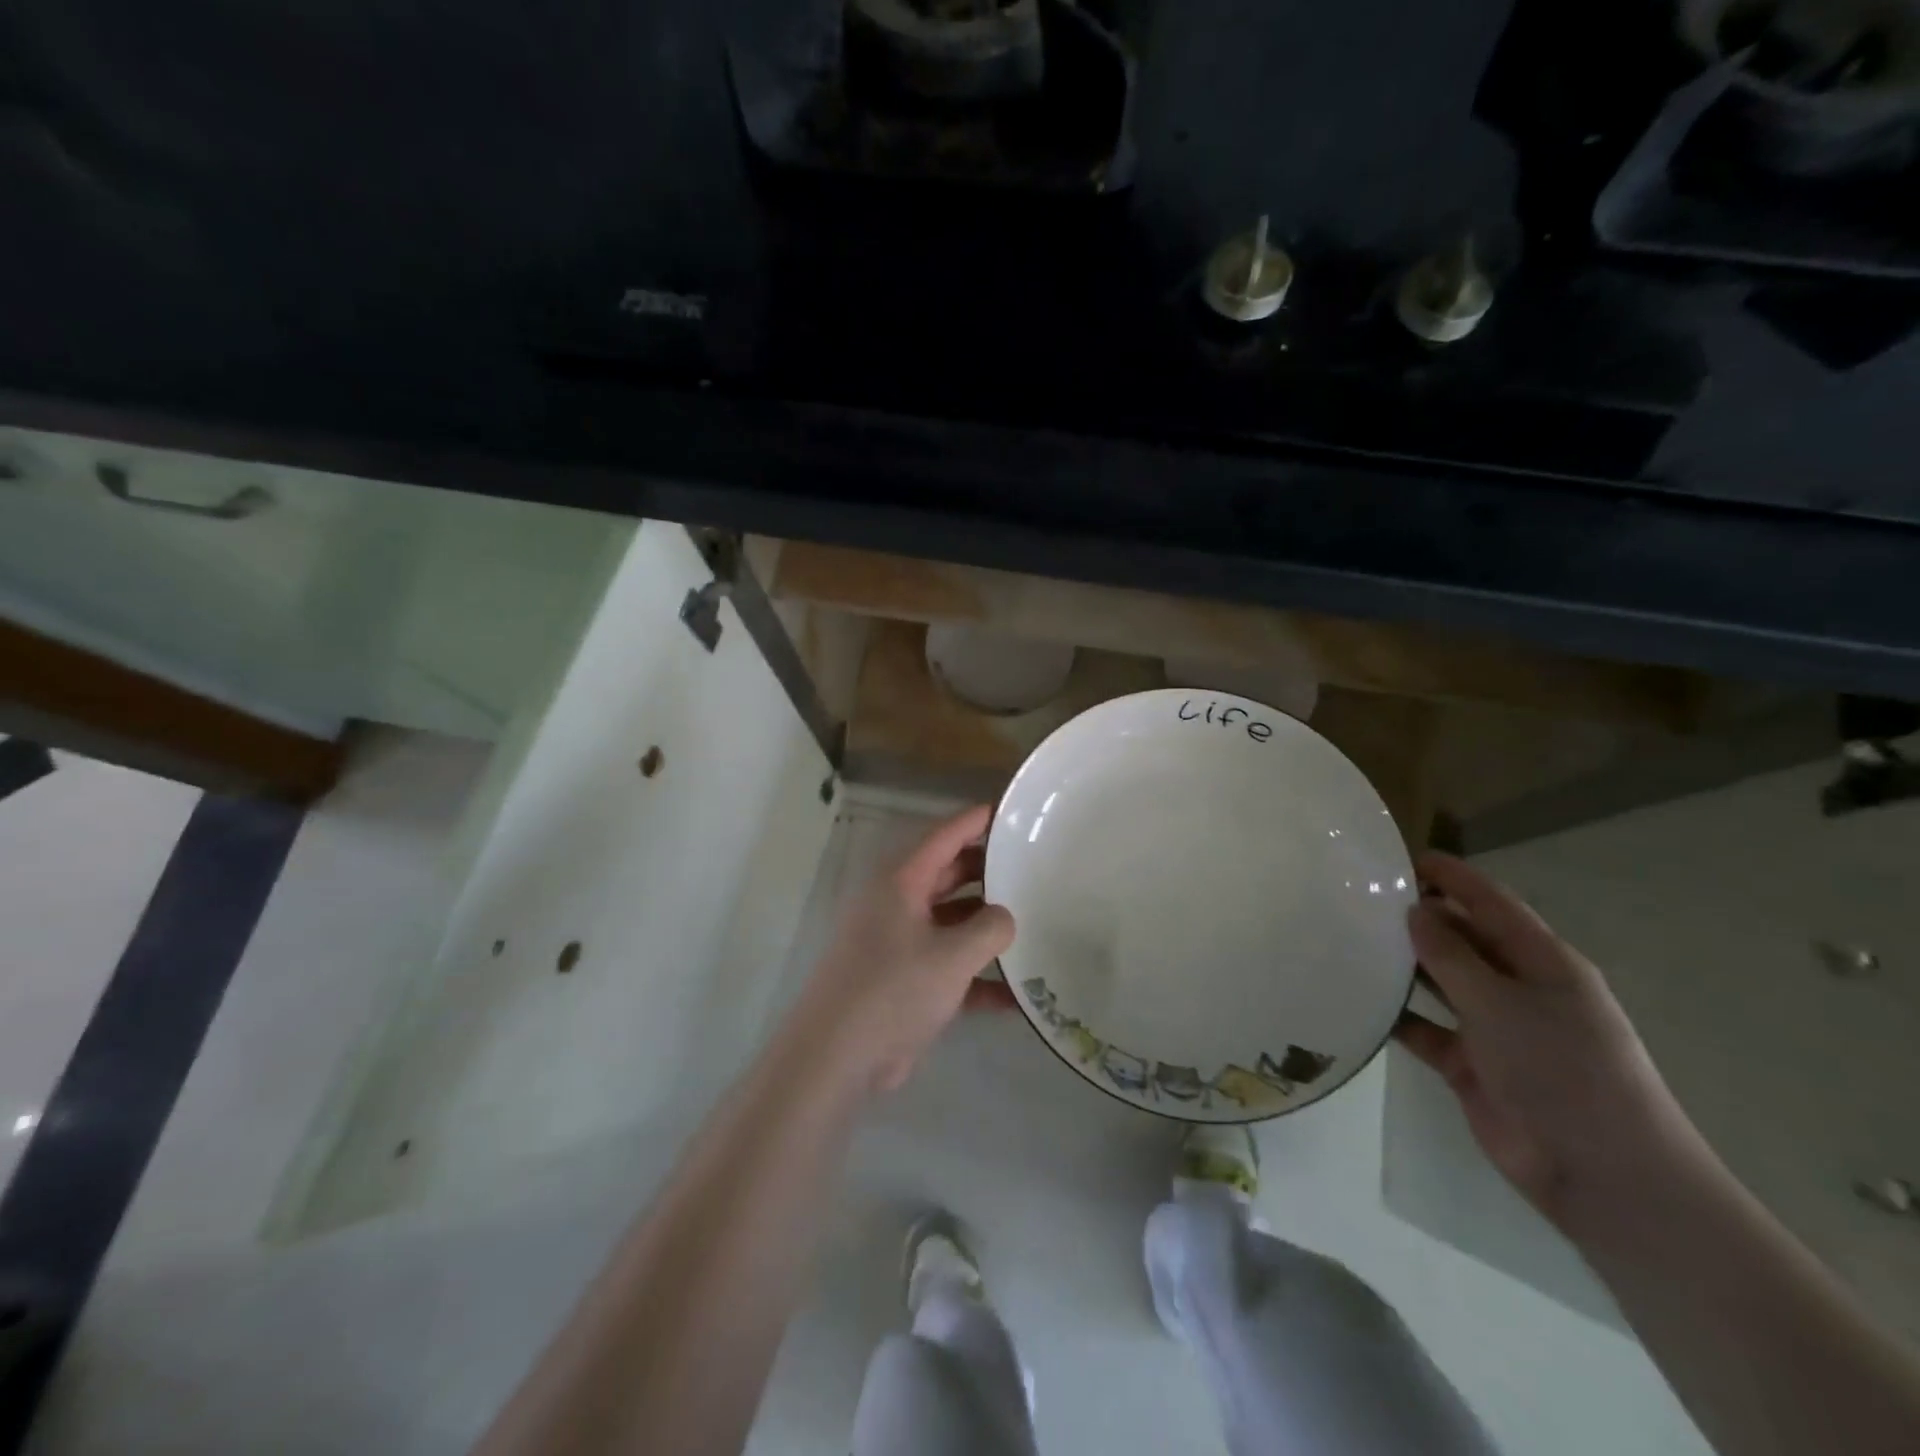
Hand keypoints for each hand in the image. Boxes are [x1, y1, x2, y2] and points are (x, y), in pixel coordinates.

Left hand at [781, 805, 1016, 1098]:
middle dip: (988, 872)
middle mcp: (897, 904)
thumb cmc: (893, 990)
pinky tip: (1017, 996)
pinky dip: (978, 977)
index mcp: (900, 882)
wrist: (836, 1057)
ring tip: (1034, 923)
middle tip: (1031, 868)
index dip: (976, 821)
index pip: (944, 836)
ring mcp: (898, 943)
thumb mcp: (952, 956)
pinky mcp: (903, 981)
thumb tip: (1006, 917)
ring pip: (951, 922)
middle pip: (949, 875)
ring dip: (986, 926)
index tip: (1012, 811)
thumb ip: (990, 929)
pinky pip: (948, 967)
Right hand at [1395, 853, 1698, 1233]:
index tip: (1403, 857)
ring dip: (1405, 964)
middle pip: (1464, 939)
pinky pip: (1425, 1029)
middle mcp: (1518, 988)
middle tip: (1361, 898)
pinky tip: (1359, 1001)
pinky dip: (1397, 1017)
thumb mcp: (1503, 1004)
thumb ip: (1452, 956)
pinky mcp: (1471, 1065)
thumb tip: (1416, 911)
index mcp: (1543, 963)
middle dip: (1421, 917)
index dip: (1453, 877)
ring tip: (1351, 940)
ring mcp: (1494, 1028)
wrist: (1602, 1175)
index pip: (1492, 903)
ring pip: (1441, 982)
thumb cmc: (1563, 1072)